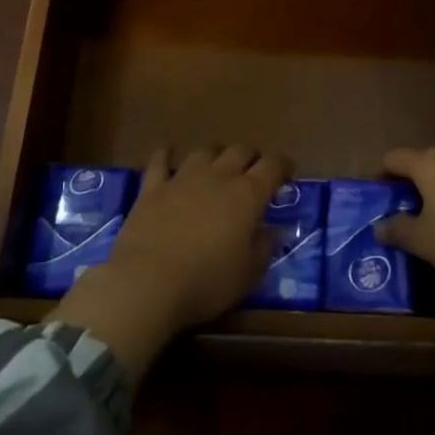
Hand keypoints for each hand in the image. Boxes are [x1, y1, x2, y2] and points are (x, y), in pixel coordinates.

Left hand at [52, 145, 287, 382]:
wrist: (148, 283)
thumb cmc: (207, 283)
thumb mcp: (248, 274)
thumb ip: (264, 248)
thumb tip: (272, 231)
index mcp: (248, 195)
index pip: (273, 166)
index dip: (282, 165)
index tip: (287, 171)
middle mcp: (219, 176)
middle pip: (240, 151)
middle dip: (251, 157)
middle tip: (253, 170)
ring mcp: (183, 178)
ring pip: (205, 151)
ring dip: (215, 154)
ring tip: (217, 164)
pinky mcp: (153, 187)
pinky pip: (160, 161)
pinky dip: (166, 154)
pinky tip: (168, 153)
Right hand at [373, 147, 434, 283]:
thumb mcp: (420, 239)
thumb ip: (396, 229)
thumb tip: (379, 226)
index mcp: (426, 162)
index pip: (393, 158)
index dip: (382, 175)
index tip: (380, 196)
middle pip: (421, 161)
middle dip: (411, 181)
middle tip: (404, 208)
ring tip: (432, 213)